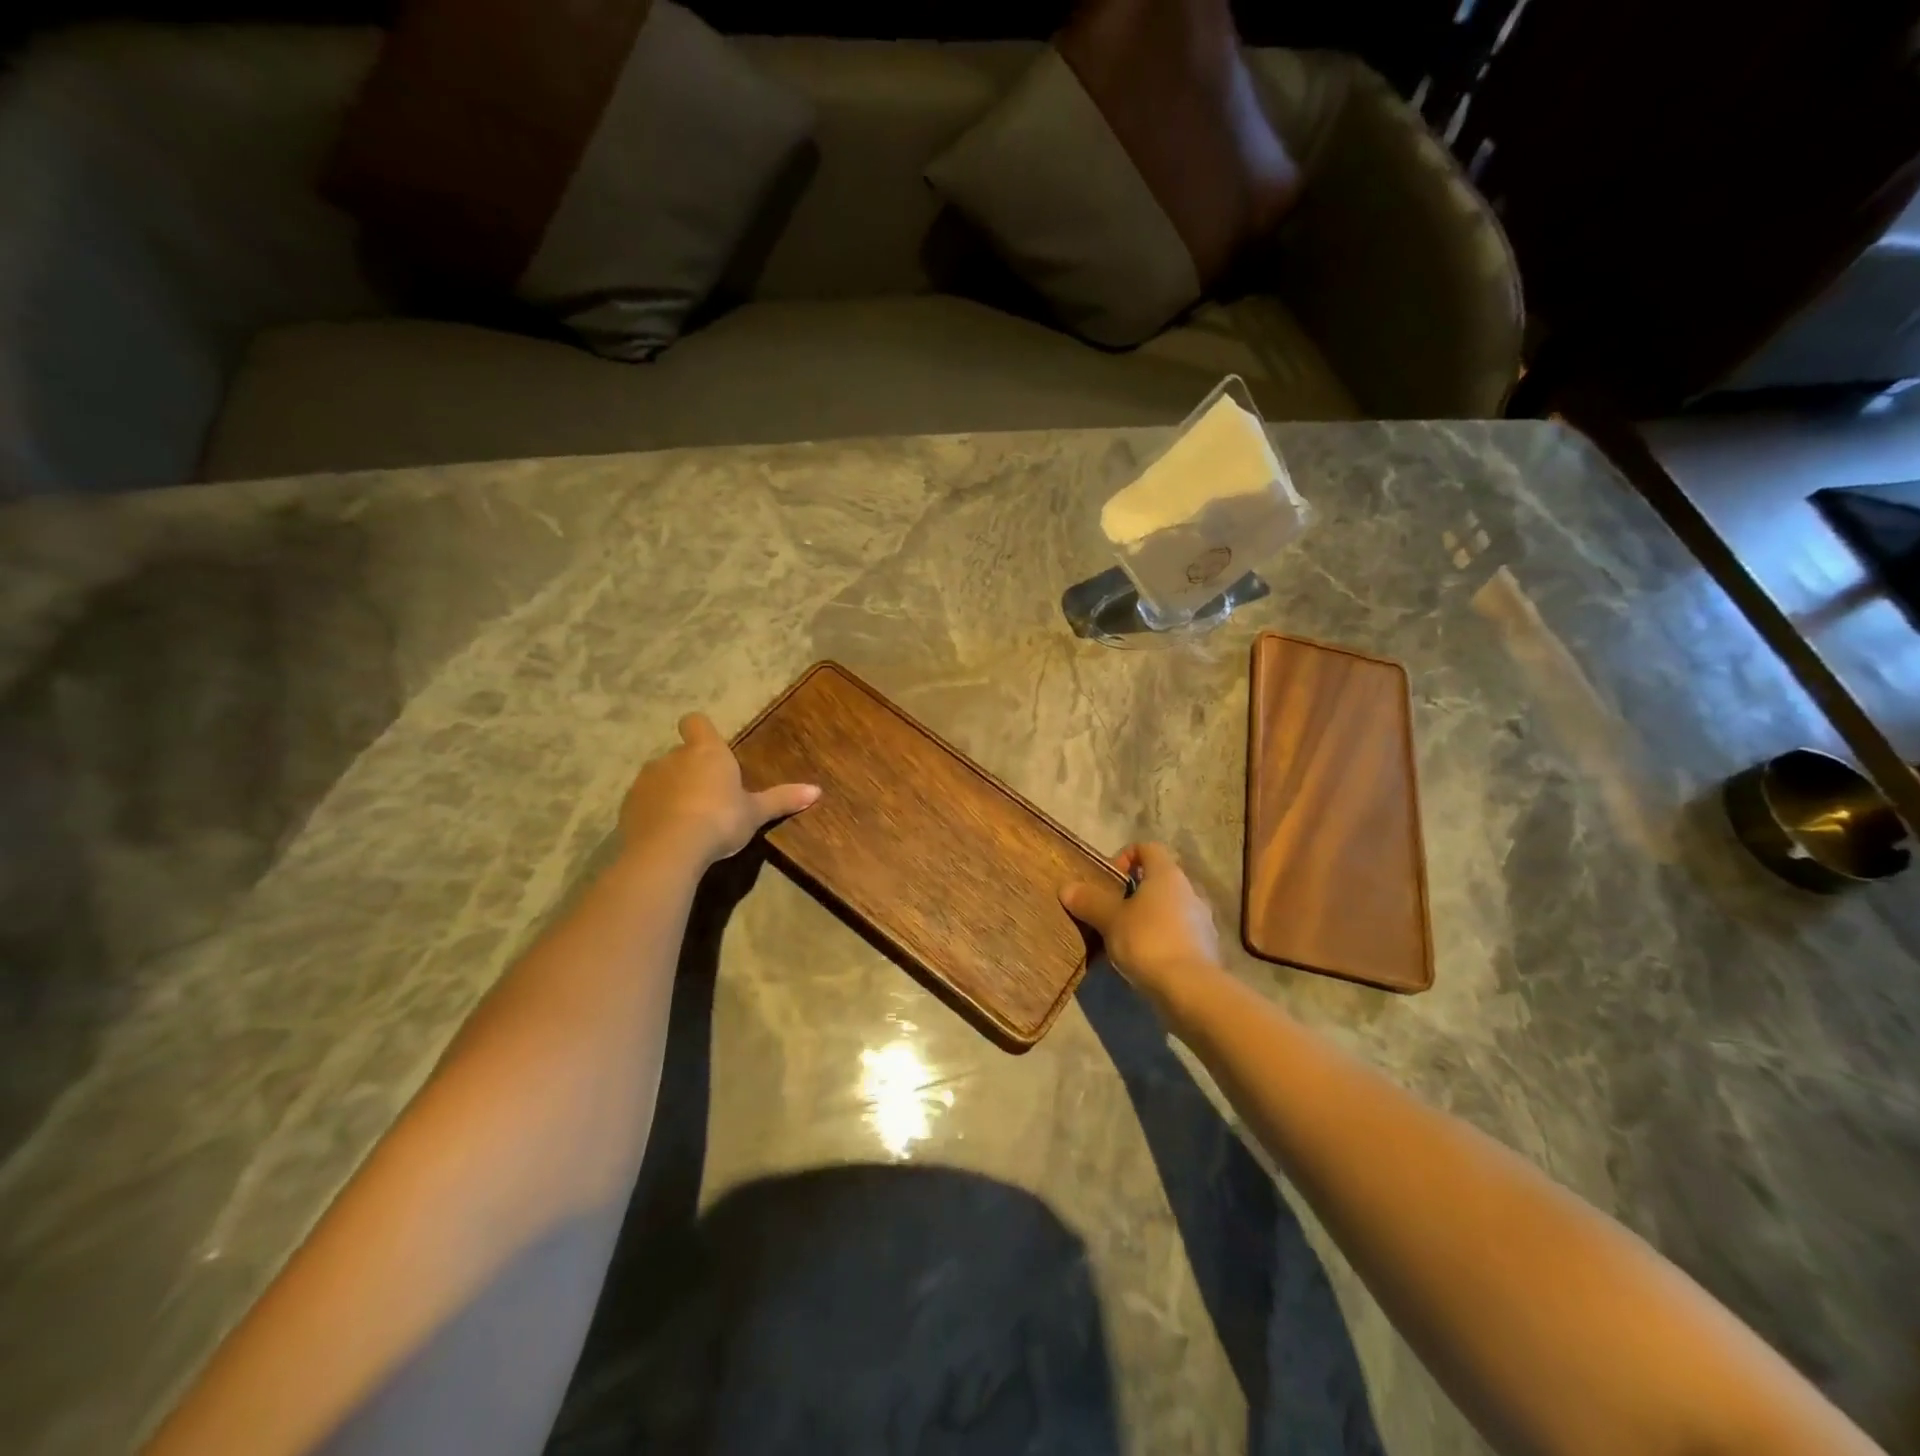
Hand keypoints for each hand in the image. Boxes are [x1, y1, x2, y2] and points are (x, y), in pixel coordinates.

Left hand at [620, 713, 819, 865]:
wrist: (669, 849)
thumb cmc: (720, 820)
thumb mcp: (755, 813)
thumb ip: (782, 799)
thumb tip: (817, 791)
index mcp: (706, 752)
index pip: (696, 722)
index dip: (701, 731)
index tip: (710, 749)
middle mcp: (672, 757)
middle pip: (680, 754)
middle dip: (690, 770)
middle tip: (709, 797)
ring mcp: (646, 781)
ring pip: (659, 778)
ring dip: (670, 791)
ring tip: (687, 820)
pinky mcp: (628, 807)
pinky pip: (644, 803)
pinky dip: (653, 813)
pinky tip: (667, 835)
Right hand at [1060, 843, 1220, 1020]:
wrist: (1190, 990)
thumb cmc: (1147, 941)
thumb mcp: (1110, 920)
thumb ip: (1089, 901)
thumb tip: (1066, 888)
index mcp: (1167, 874)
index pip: (1147, 848)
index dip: (1125, 857)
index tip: (1108, 881)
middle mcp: (1189, 890)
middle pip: (1158, 880)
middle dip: (1133, 893)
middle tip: (1111, 912)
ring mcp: (1202, 920)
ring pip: (1169, 908)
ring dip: (1148, 917)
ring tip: (1125, 940)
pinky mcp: (1206, 948)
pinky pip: (1179, 933)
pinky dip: (1162, 939)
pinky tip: (1145, 960)